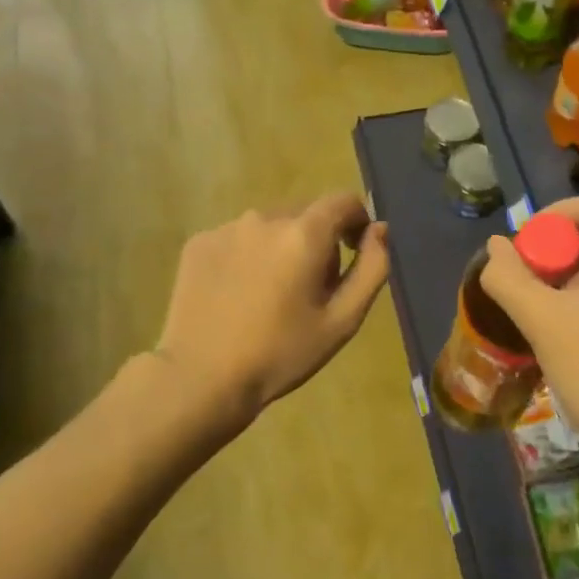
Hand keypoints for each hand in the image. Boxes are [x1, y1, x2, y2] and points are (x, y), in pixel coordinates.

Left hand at [154, 194, 389, 420]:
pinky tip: (238, 295)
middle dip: (317, 241)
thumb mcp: (342, 321)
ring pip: (269, 226)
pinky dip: (247, 257)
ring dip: (280, 248)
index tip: (354, 253)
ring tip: (270, 295)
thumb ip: (372, 268)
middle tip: (311, 290)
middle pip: (305, 215)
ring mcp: (226, 228)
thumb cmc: (281, 354)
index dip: (357, 222)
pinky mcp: (198, 243)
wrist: (202, 377)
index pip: (343, 202)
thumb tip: (380, 230)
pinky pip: (237, 239)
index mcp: (304, 234)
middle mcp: (264, 218)